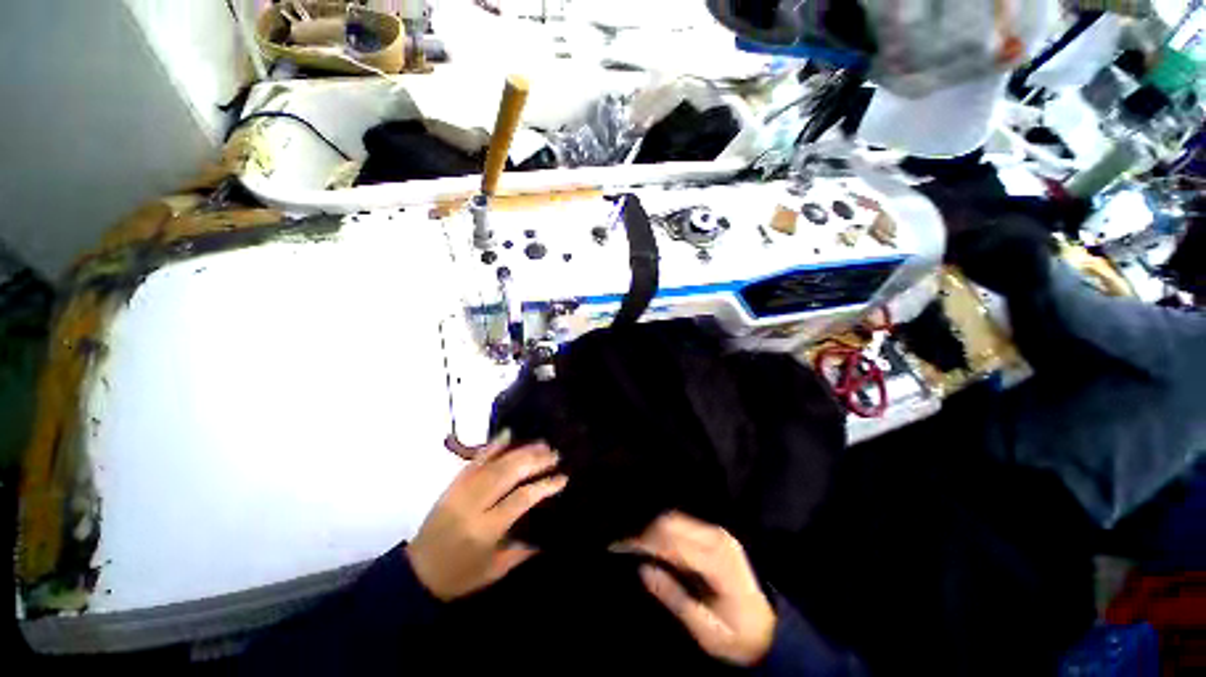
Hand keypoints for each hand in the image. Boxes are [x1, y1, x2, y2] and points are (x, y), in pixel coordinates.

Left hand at [408, 433, 566, 600]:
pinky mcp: (453, 484)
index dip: (544, 485)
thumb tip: (549, 533)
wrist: (417, 573)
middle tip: (554, 454)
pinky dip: (493, 446)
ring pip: (494, 463)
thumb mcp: (495, 570)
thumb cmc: (460, 576)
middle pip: (508, 473)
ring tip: (541, 444)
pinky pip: (475, 460)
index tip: (562, 478)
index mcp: (486, 528)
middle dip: (534, 460)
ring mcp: (461, 490)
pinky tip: (508, 436)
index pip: (521, 498)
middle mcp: (474, 504)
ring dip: (520, 450)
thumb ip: (523, 550)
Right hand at [616, 512, 775, 665]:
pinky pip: (685, 524)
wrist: (770, 628)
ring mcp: (719, 534)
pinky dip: (666, 532)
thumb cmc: (737, 634)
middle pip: (673, 522)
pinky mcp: (717, 534)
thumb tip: (643, 569)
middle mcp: (718, 539)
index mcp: (718, 562)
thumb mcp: (705, 629)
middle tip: (626, 547)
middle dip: (647, 532)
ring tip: (638, 547)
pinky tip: (657, 546)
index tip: (622, 548)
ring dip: (655, 530)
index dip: (646, 542)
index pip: (673, 541)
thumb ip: (674, 597)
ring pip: (677, 519)